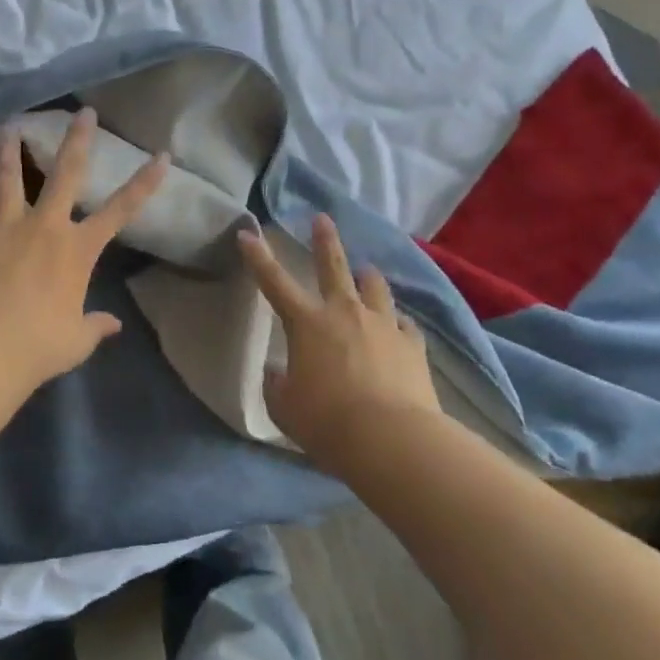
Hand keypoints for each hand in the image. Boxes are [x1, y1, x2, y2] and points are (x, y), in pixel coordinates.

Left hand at [0, 108, 168, 388]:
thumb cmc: (39, 345)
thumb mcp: (76, 340)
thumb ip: (96, 326)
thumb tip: (115, 324)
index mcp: (78, 250)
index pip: (121, 210)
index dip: (144, 182)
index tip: (161, 155)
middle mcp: (46, 226)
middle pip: (66, 173)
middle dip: (78, 139)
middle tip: (84, 112)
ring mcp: (6, 225)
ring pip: (10, 177)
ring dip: (11, 151)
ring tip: (10, 127)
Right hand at [238, 214, 440, 456]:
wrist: (391, 440)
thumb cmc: (327, 422)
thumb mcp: (286, 407)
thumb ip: (278, 385)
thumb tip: (277, 373)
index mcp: (307, 323)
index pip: (274, 282)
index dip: (258, 257)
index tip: (247, 233)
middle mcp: (345, 312)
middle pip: (333, 266)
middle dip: (324, 240)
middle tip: (322, 219)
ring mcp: (383, 325)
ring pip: (375, 287)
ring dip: (367, 278)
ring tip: (366, 272)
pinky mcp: (412, 344)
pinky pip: (403, 324)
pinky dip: (394, 322)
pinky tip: (396, 327)